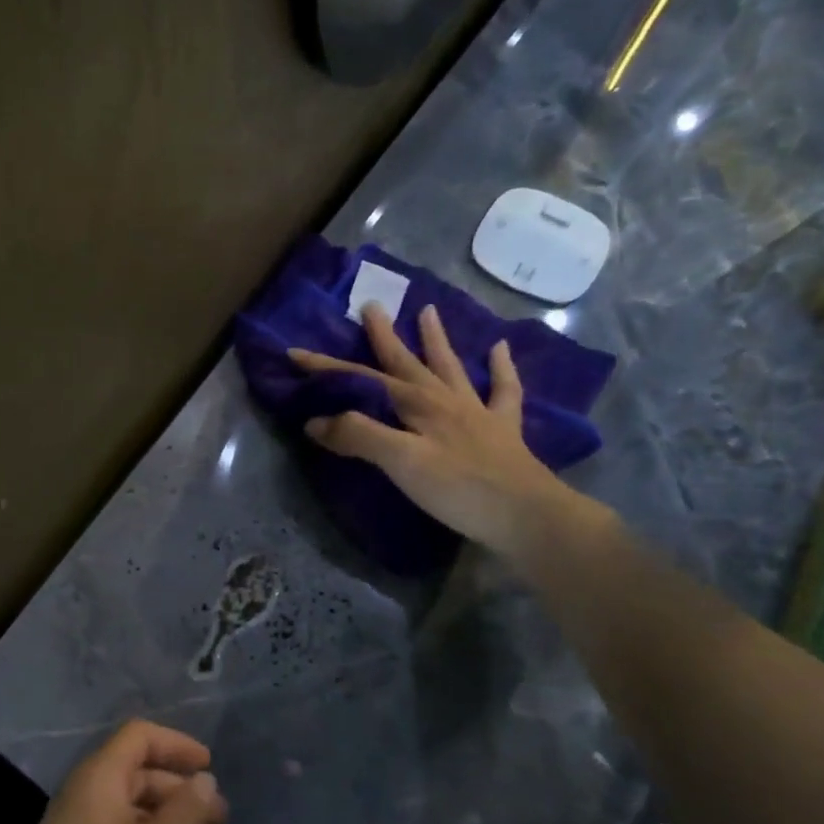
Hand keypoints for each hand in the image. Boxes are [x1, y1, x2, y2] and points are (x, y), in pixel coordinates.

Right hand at [289, 303, 599, 556]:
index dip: (327, 368)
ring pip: (451, 368)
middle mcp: (445, 400)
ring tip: (429, 311)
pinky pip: (503, 391)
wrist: (527, 517)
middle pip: (407, 363)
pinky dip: (501, 368)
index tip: (295, 353)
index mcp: (417, 405)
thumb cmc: (458, 489)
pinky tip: (500, 349)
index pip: (362, 380)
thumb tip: (316, 421)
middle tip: (371, 307)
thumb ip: (359, 436)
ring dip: (437, 340)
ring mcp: (477, 412)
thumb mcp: (400, 462)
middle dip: (384, 337)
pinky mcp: (502, 432)